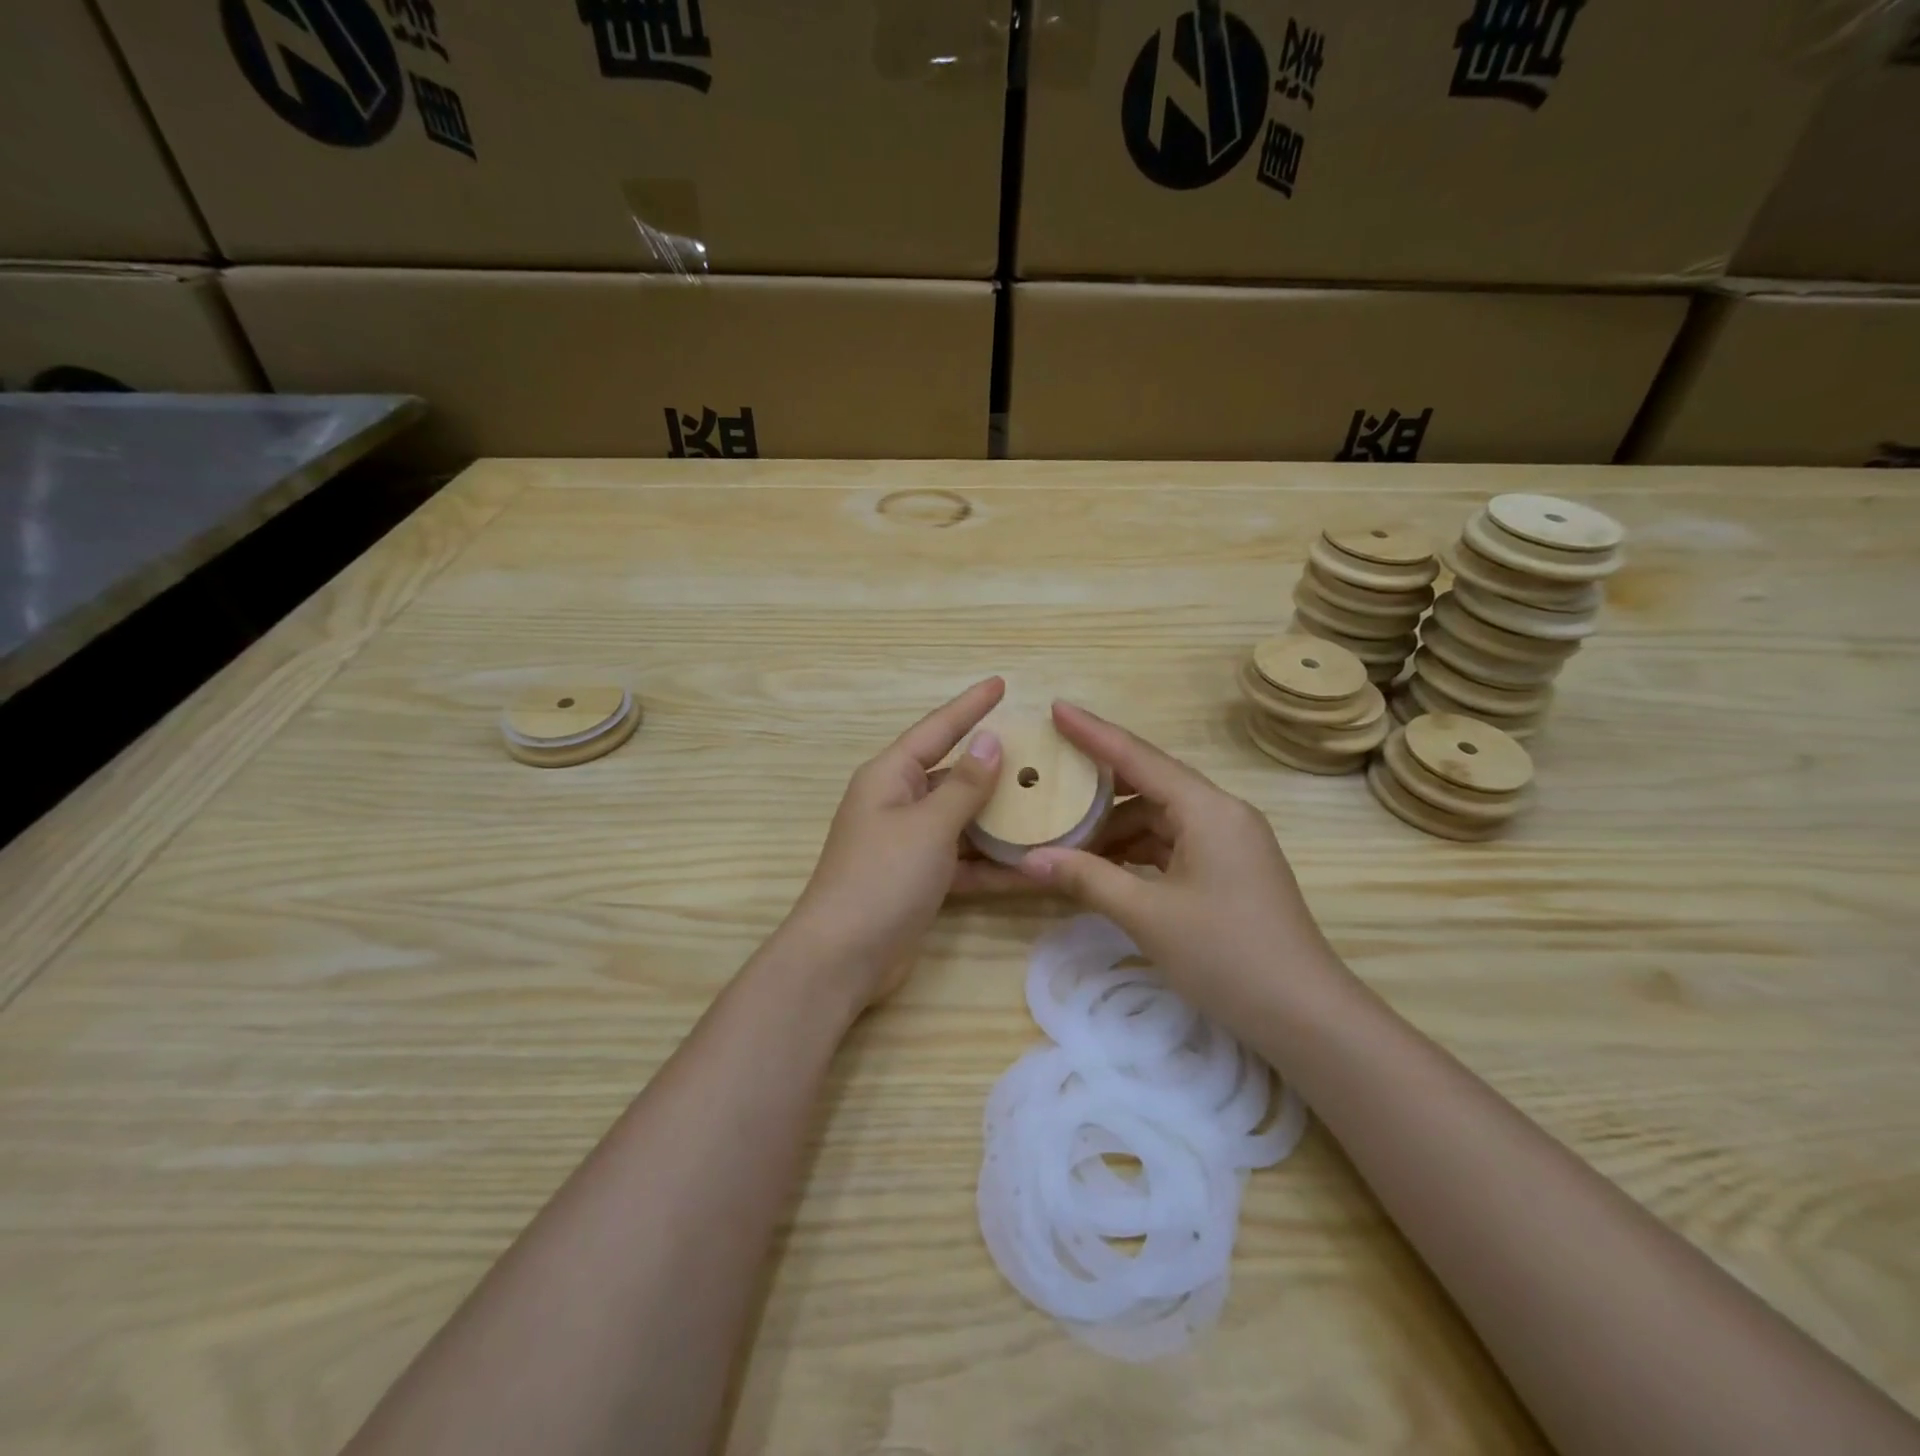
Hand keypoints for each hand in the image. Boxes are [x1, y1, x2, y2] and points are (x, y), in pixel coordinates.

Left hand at [782, 677, 1031, 1008]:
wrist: (842, 958)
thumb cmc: (881, 878)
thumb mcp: (928, 826)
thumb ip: (964, 785)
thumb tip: (990, 740)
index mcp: (890, 777)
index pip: (937, 729)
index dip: (970, 706)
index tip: (1001, 684)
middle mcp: (898, 804)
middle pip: (954, 775)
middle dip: (994, 768)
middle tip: (1041, 754)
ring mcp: (909, 845)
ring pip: (963, 821)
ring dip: (1000, 820)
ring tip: (1049, 807)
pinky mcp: (920, 881)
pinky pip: (963, 861)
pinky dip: (992, 864)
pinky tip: (1033, 866)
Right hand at [1019, 703, 1351, 1022]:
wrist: (1305, 1017)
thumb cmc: (1227, 956)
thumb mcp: (1148, 916)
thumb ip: (1087, 879)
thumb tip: (1029, 859)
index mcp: (1208, 809)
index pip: (1140, 757)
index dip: (1094, 732)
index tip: (1056, 708)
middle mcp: (1221, 813)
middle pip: (1150, 783)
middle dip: (1099, 783)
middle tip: (1051, 774)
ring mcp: (1229, 842)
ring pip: (1159, 818)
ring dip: (1115, 826)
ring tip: (1064, 833)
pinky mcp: (1228, 870)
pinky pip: (1172, 844)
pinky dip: (1136, 850)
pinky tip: (1103, 864)